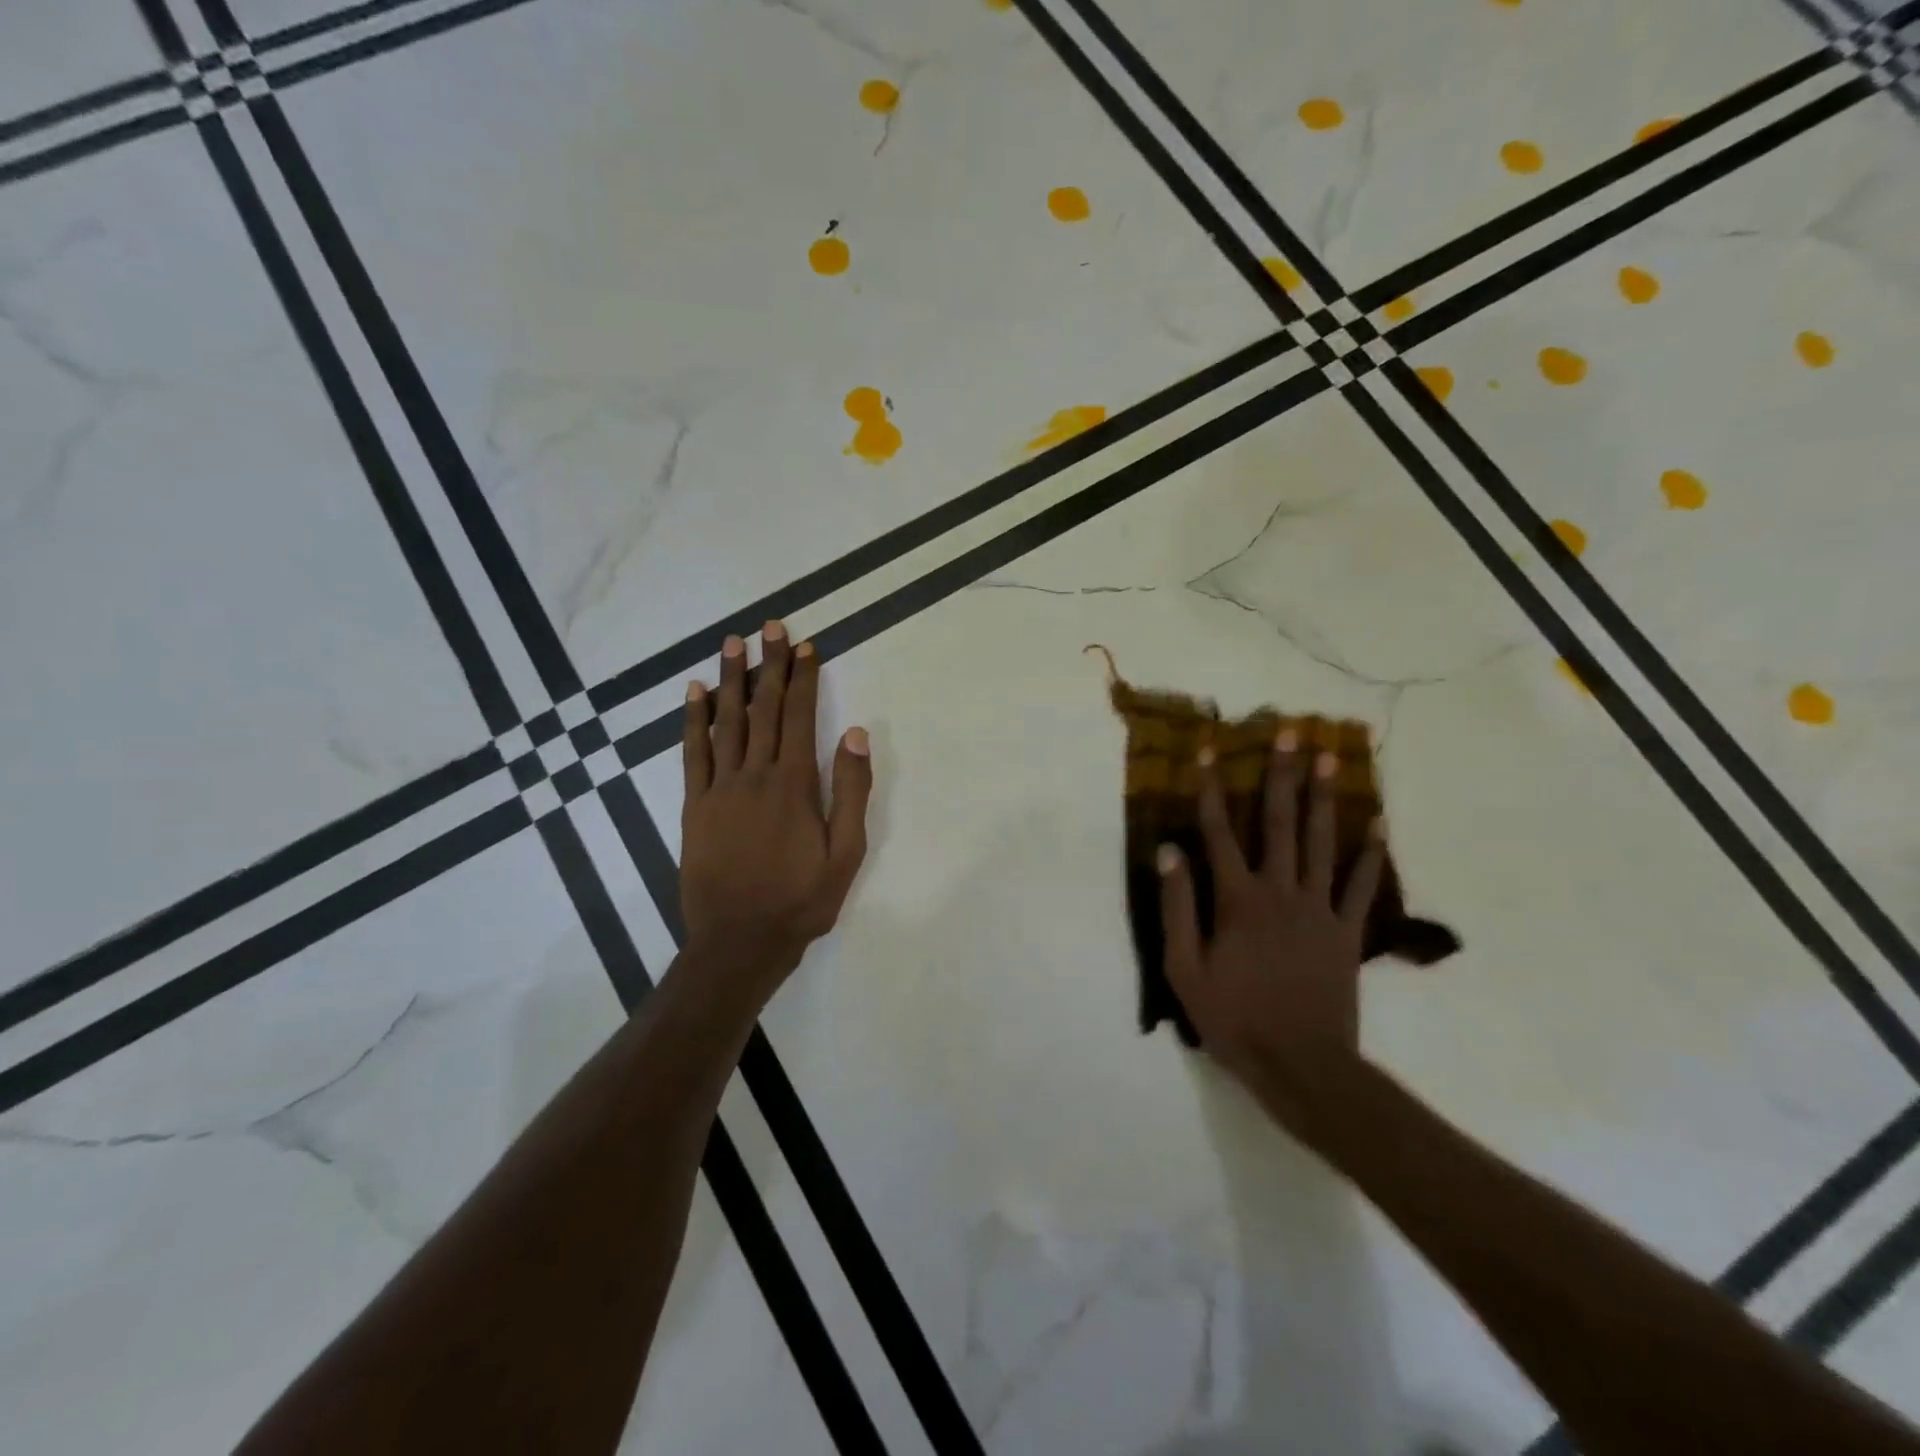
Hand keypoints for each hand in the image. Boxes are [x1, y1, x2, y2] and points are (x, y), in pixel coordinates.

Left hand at [680, 622, 872, 992]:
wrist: (739, 942)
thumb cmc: (800, 900)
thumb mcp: (846, 853)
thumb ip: (851, 791)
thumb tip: (854, 733)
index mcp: (793, 784)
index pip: (798, 717)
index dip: (803, 679)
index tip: (805, 646)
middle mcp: (754, 775)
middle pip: (763, 709)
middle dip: (769, 666)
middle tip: (770, 627)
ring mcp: (719, 789)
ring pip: (726, 722)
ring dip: (731, 680)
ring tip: (733, 644)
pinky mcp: (694, 806)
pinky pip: (692, 754)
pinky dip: (692, 721)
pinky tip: (694, 693)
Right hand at [1156, 731, 1386, 1136]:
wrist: (1301, 1066)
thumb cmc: (1233, 1018)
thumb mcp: (1183, 968)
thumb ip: (1177, 907)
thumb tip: (1168, 852)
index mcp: (1237, 900)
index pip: (1218, 832)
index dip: (1211, 789)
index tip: (1208, 750)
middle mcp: (1280, 892)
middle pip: (1280, 823)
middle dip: (1281, 775)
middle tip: (1290, 732)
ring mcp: (1319, 910)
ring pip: (1323, 843)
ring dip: (1325, 798)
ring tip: (1332, 758)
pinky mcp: (1348, 932)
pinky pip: (1360, 886)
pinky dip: (1370, 855)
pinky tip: (1378, 824)